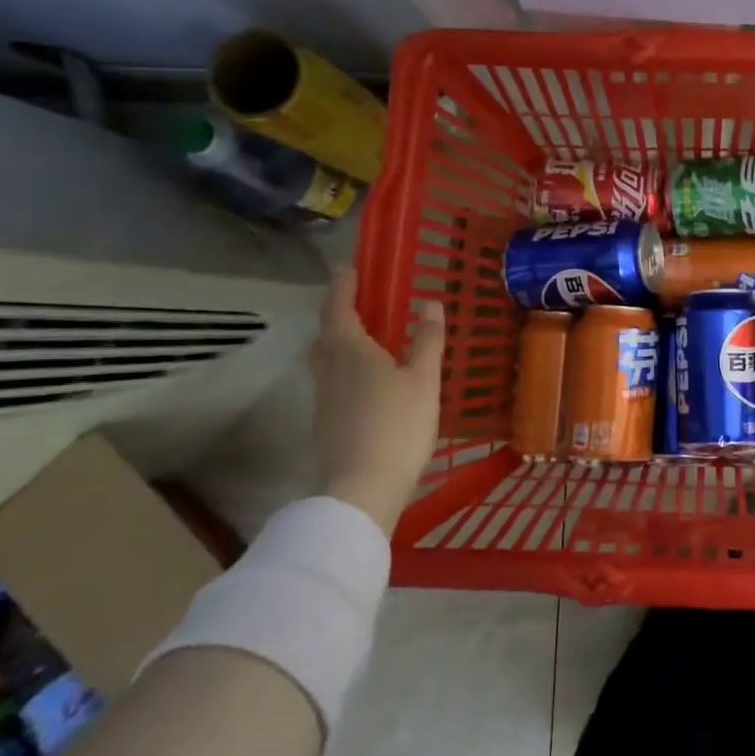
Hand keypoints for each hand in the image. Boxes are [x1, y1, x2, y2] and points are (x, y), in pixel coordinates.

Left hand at [309, 267, 444, 533]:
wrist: (362, 489)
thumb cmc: (397, 427)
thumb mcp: (423, 380)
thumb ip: (427, 341)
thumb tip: (429, 303)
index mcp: (351, 352)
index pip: (339, 309)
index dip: (343, 286)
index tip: (347, 266)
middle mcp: (330, 370)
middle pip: (325, 335)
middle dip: (337, 315)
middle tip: (357, 304)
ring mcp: (325, 399)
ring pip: (326, 361)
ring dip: (339, 344)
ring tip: (366, 341)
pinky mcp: (327, 424)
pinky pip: (333, 383)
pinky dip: (345, 371)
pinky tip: (368, 383)